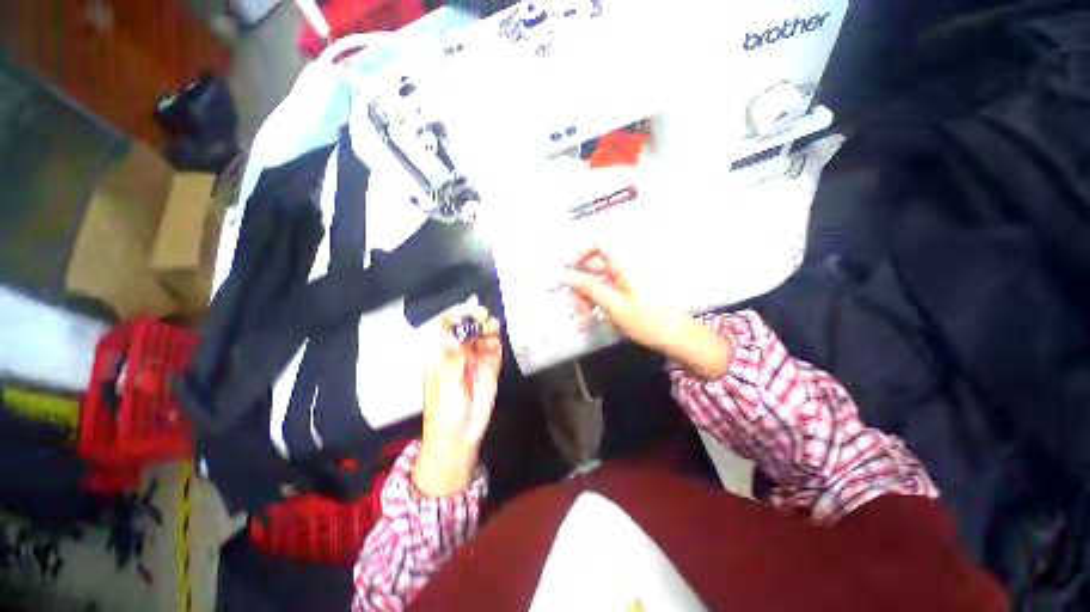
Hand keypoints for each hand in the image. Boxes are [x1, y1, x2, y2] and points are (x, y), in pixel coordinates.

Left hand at [413, 306, 502, 496]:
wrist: (459, 437)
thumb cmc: (444, 411)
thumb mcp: (446, 383)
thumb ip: (454, 357)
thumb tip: (456, 333)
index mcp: (442, 356)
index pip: (447, 329)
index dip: (456, 318)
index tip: (467, 313)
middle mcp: (459, 355)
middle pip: (468, 332)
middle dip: (476, 323)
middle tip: (484, 319)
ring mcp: (475, 363)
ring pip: (483, 341)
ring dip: (488, 333)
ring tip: (493, 330)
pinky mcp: (489, 372)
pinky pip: (494, 355)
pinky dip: (496, 347)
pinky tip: (497, 344)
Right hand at [560, 246, 732, 379]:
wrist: (679, 339)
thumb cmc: (648, 321)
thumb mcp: (615, 305)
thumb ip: (589, 288)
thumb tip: (564, 275)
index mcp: (624, 265)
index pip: (598, 246)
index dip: (579, 255)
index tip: (567, 275)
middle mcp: (623, 270)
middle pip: (593, 269)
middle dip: (579, 287)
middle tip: (573, 310)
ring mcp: (625, 283)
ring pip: (597, 284)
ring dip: (585, 300)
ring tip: (582, 321)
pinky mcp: (627, 296)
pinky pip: (606, 294)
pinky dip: (596, 305)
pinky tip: (590, 320)